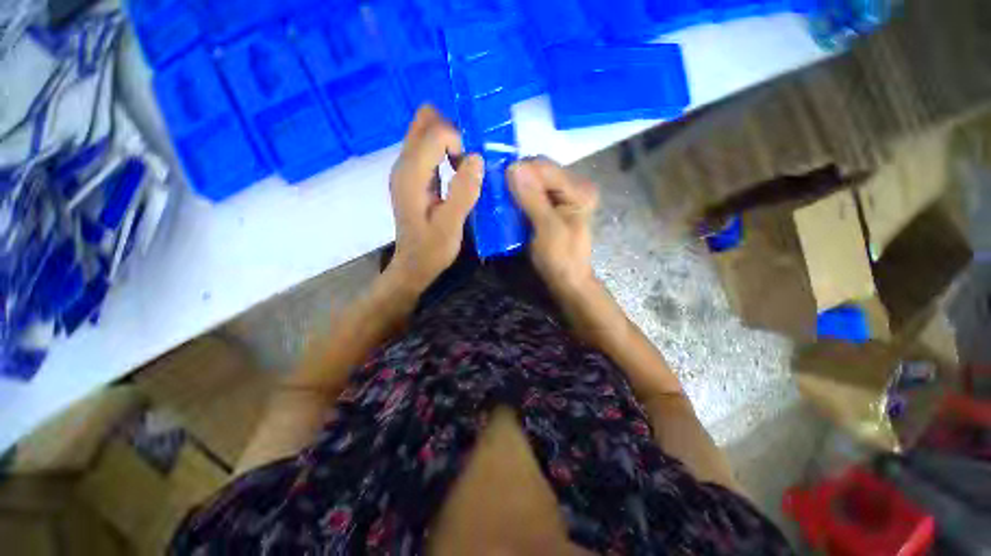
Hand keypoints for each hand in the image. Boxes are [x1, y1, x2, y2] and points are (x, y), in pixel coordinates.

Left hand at [389, 106, 482, 292]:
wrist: (413, 265)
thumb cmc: (432, 250)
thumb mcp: (451, 225)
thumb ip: (463, 192)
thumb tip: (477, 158)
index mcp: (411, 175)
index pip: (435, 132)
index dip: (458, 142)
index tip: (470, 169)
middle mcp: (404, 165)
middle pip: (425, 122)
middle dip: (452, 132)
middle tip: (468, 159)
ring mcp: (406, 169)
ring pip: (426, 132)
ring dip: (450, 141)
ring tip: (465, 167)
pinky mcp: (413, 177)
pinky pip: (428, 148)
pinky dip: (445, 151)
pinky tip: (456, 170)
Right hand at [508, 158, 598, 299]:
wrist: (566, 280)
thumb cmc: (561, 258)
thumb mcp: (547, 229)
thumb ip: (533, 198)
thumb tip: (513, 167)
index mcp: (579, 190)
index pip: (545, 168)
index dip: (520, 171)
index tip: (497, 181)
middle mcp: (573, 186)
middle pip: (540, 170)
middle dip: (517, 177)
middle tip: (497, 190)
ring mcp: (562, 195)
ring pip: (534, 180)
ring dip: (516, 187)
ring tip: (499, 196)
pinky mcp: (552, 205)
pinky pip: (532, 192)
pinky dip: (519, 195)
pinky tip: (508, 202)